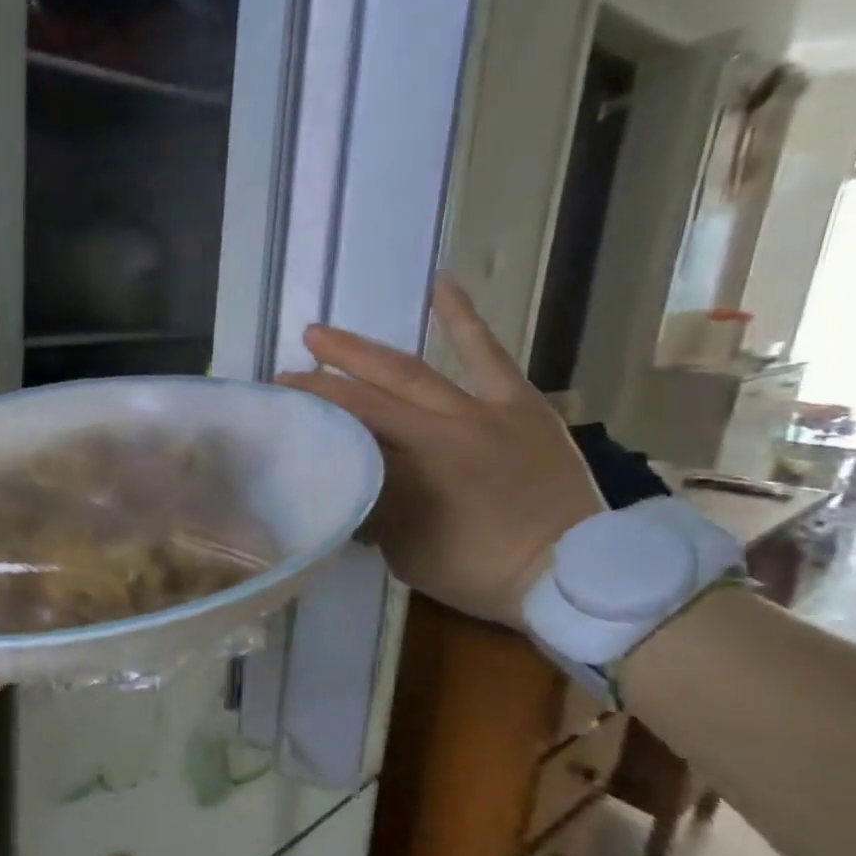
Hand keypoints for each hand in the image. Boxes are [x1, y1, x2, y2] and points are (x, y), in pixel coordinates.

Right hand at [277, 275, 602, 627]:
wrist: (573, 572)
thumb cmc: (480, 571)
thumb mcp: (408, 549)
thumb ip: (377, 505)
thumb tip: (350, 475)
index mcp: (417, 467)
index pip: (353, 424)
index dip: (315, 404)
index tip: (281, 393)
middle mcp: (444, 428)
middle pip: (374, 392)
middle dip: (329, 373)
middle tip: (293, 360)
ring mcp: (485, 410)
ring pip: (416, 370)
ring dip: (368, 351)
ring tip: (327, 333)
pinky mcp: (520, 404)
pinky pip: (488, 354)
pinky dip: (462, 318)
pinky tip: (441, 283)